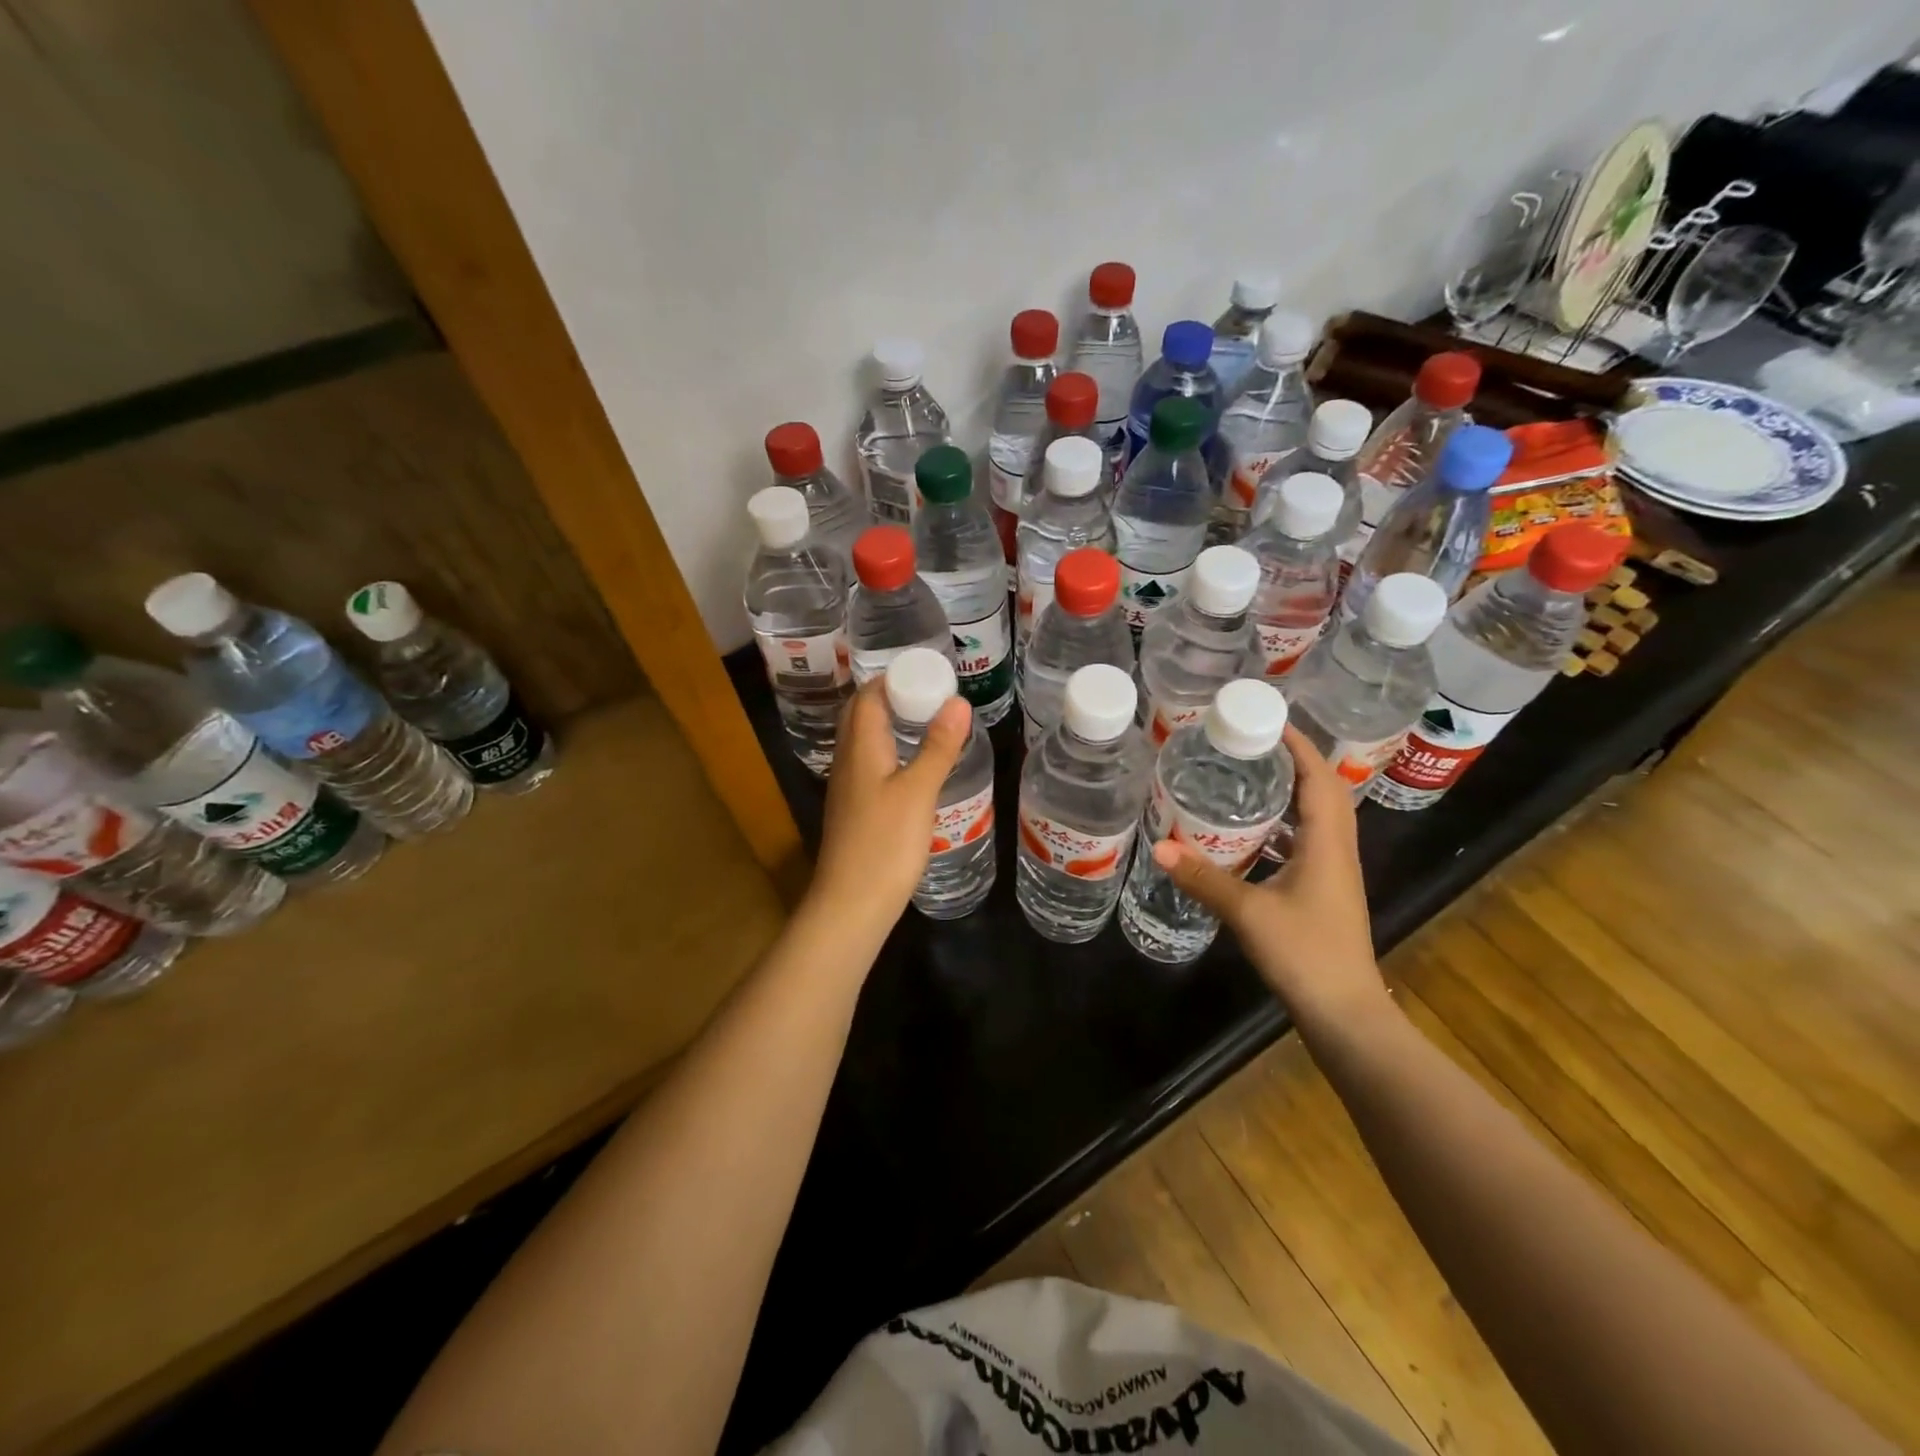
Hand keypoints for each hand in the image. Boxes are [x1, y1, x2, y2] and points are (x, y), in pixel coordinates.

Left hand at [807, 680, 972, 933]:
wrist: (851, 903)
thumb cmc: (885, 843)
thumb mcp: (918, 792)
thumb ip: (938, 747)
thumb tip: (957, 702)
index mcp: (860, 749)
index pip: (867, 697)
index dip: (892, 678)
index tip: (926, 673)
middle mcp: (847, 761)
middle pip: (861, 716)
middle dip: (890, 697)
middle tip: (929, 694)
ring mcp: (847, 787)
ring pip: (864, 741)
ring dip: (890, 724)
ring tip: (926, 722)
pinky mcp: (854, 809)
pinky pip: (869, 764)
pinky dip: (890, 751)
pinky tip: (913, 766)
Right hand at [1150, 724, 1387, 1033]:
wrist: (1345, 1014)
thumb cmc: (1305, 954)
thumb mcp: (1247, 912)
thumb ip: (1203, 878)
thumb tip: (1158, 845)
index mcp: (1328, 844)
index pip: (1320, 778)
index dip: (1300, 745)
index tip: (1269, 719)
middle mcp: (1337, 850)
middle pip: (1323, 791)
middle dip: (1293, 761)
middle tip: (1251, 743)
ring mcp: (1333, 873)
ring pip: (1317, 818)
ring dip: (1291, 792)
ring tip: (1249, 776)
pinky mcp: (1323, 892)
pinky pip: (1307, 843)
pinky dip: (1284, 826)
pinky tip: (1252, 833)